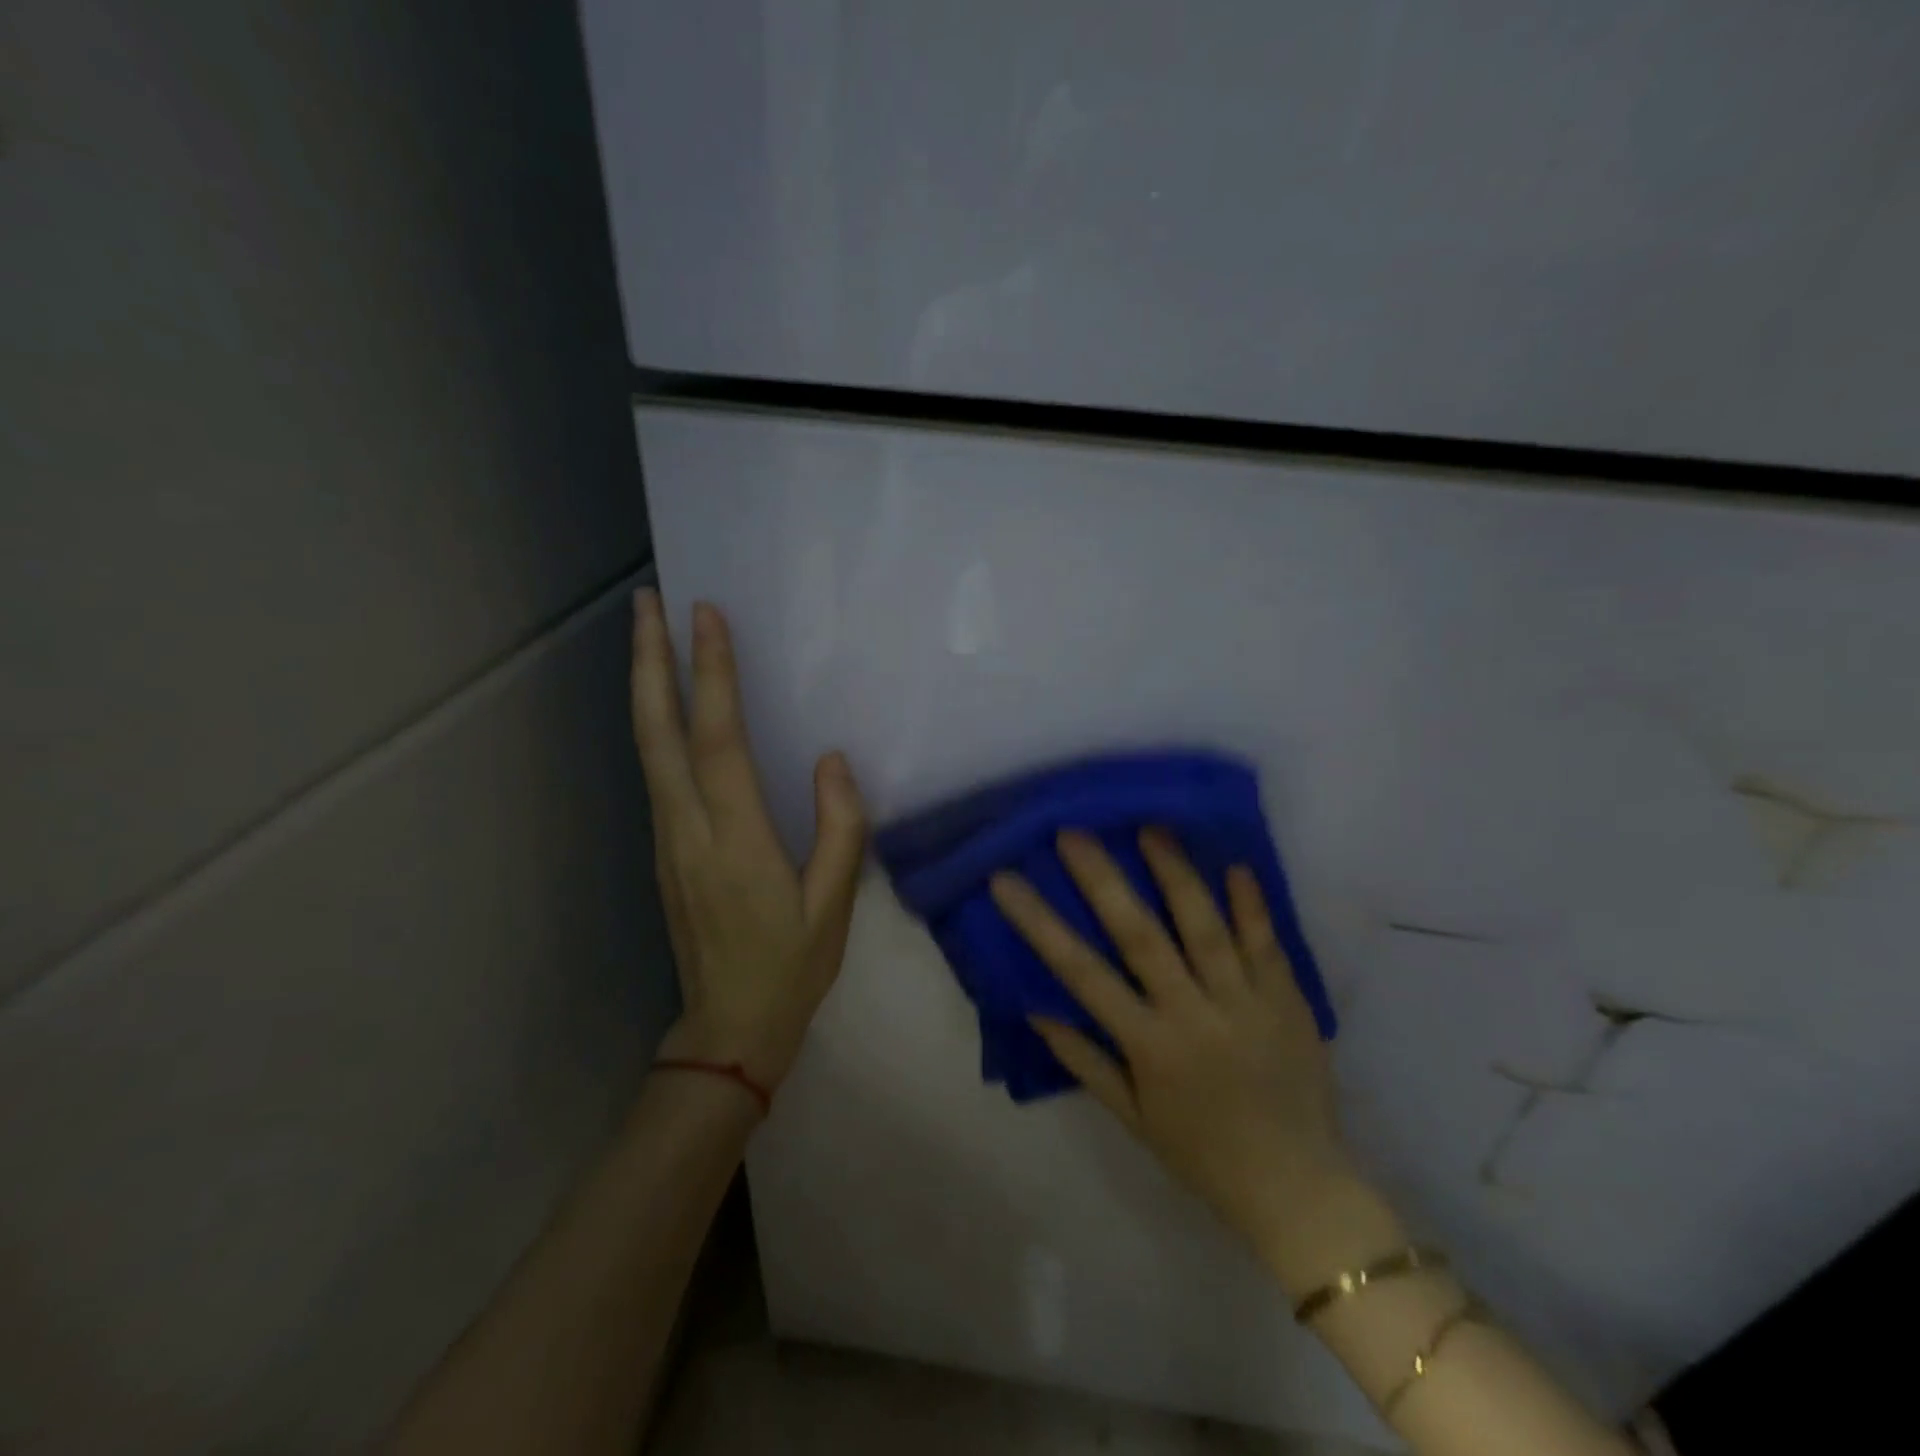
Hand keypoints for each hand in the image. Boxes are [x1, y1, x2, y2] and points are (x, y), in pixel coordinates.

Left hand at [629, 588, 867, 1092]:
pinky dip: (655, 722)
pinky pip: (655, 770)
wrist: (729, 1028)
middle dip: (650, 661)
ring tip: (649, 634)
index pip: (717, 741)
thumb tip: (831, 760)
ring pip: (647, 748)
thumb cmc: (791, 967)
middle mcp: (688, 829)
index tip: (706, 617)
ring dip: (646, 685)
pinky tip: (666, 702)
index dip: (711, 675)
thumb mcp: (834, 907)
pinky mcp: (664, 847)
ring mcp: (668, 838)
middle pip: (659, 732)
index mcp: (735, 841)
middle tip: (646, 601)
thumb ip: (840, 830)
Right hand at [991, 829, 1380, 1287]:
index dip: (1040, 923)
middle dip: (1103, 880)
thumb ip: (1085, 1060)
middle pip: (1141, 936)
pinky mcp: (1288, 1002)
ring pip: (1206, 928)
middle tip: (1074, 832)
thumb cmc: (1202, 1154)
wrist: (1298, 1192)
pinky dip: (1252, 905)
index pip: (1081, 973)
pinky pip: (1268, 945)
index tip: (1007, 880)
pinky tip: (1236, 864)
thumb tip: (1037, 1009)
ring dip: (1176, 875)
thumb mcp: (1132, 1117)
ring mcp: (1245, 1004)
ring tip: (1150, 827)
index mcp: (1149, 1045)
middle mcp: (1192, 1015)